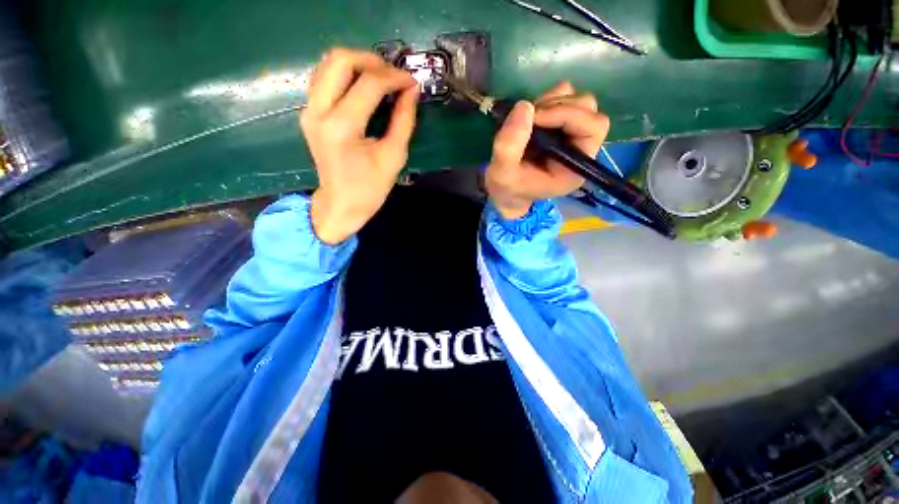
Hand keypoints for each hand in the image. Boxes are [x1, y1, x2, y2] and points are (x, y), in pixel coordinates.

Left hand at [300, 48, 418, 243]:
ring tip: (381, 78)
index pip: (369, 84)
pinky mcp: (309, 113)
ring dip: (358, 64)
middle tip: (394, 75)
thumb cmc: (370, 188)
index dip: (394, 78)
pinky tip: (363, 87)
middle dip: (372, 60)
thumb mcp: (393, 156)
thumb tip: (412, 91)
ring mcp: (309, 110)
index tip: (412, 83)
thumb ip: (404, 120)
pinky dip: (345, 74)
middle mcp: (319, 112)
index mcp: (342, 127)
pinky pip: (324, 78)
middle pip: (340, 59)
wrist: (341, 204)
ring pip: (328, 63)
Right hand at [486, 81, 609, 219]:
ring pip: (577, 102)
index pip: (592, 129)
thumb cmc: (507, 189)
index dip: (566, 114)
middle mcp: (580, 149)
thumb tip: (524, 106)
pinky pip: (564, 99)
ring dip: (551, 102)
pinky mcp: (560, 127)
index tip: (534, 117)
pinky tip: (531, 115)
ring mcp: (572, 136)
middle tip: (530, 117)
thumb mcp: (502, 174)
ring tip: (528, 118)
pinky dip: (547, 100)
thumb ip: (509, 146)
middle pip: (588, 110)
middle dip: (558, 107)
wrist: (505, 193)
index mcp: (575, 167)